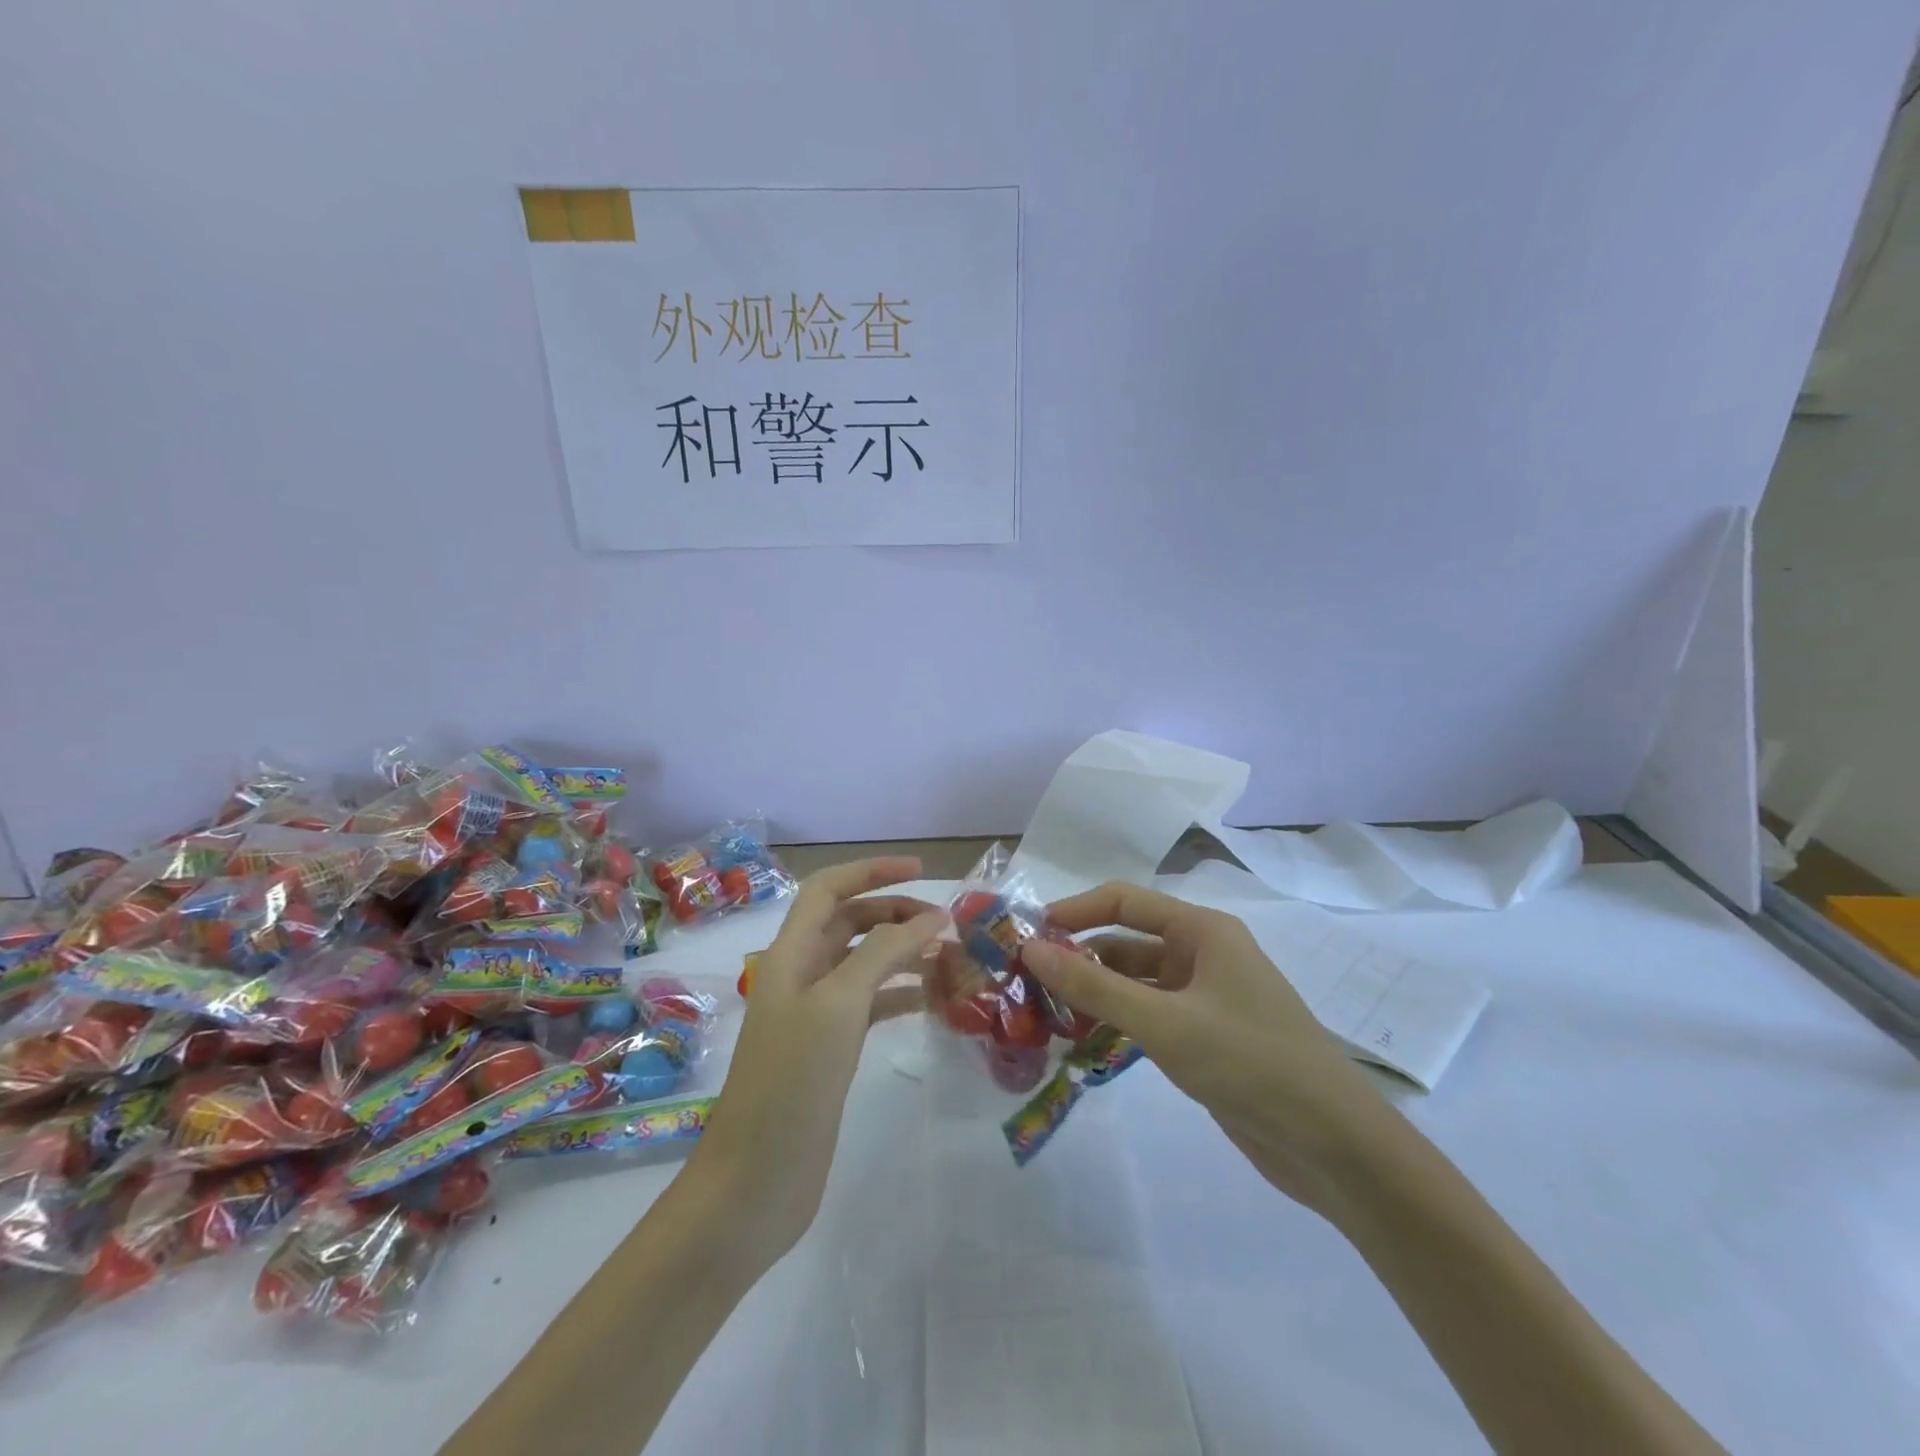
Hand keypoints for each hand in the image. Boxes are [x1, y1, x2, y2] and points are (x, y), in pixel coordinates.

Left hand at [686, 857, 943, 1262]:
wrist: (755, 1182)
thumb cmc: (792, 1082)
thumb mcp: (839, 1005)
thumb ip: (884, 954)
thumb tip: (931, 918)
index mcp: (792, 954)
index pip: (828, 889)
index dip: (870, 872)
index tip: (920, 870)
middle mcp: (802, 975)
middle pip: (850, 923)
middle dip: (895, 914)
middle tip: (946, 924)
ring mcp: (816, 1014)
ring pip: (864, 964)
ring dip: (903, 953)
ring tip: (950, 958)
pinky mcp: (830, 1050)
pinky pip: (870, 1005)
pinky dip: (900, 994)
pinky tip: (933, 1000)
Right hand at [1020, 882, 1389, 1215]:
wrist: (1335, 1146)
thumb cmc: (1251, 1063)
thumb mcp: (1165, 1023)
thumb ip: (1095, 987)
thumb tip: (1032, 949)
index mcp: (1202, 931)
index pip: (1124, 901)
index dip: (1074, 911)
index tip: (1028, 934)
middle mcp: (1203, 954)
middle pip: (1127, 942)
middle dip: (1079, 957)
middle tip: (1027, 982)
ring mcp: (1206, 998)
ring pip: (1135, 982)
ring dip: (1095, 993)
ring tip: (1045, 1014)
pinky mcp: (1206, 1037)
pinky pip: (1149, 1016)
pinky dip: (1117, 1022)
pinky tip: (1084, 1042)